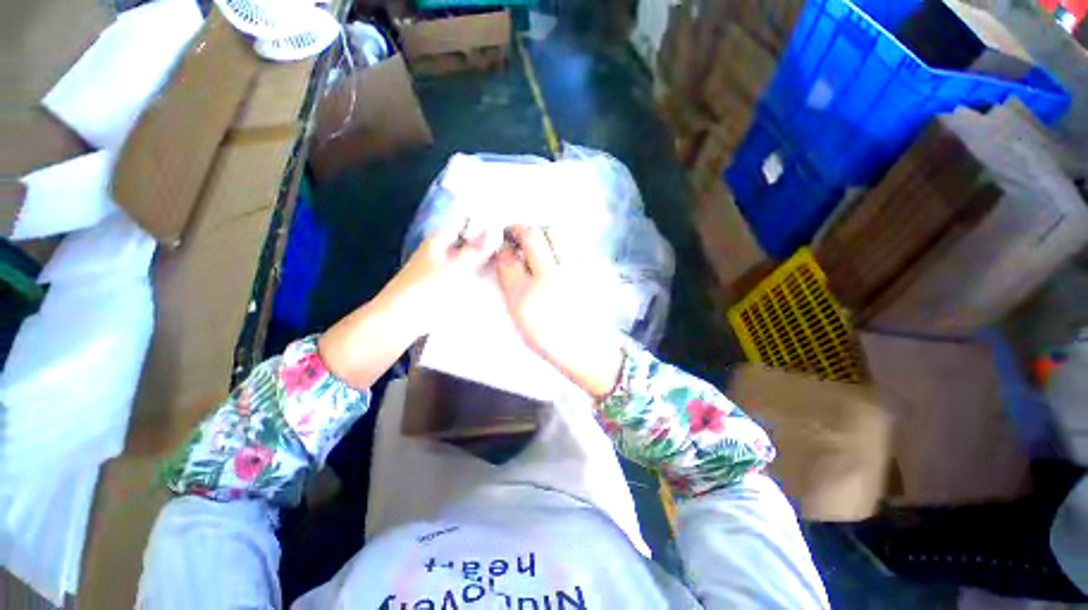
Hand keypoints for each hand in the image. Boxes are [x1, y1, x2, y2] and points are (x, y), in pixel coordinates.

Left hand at [318, 223, 498, 388]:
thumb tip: (495, 231)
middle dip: (487, 242)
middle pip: (468, 240)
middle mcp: (441, 251)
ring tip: (509, 259)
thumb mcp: (454, 268)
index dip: (484, 222)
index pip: (464, 222)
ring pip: (469, 257)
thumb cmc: (425, 290)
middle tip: (513, 245)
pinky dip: (478, 273)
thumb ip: (475, 250)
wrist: (401, 320)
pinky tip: (494, 277)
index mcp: (439, 240)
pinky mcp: (446, 284)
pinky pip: (467, 273)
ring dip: (484, 258)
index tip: (507, 227)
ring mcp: (444, 268)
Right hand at [496, 226, 624, 398]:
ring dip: (544, 232)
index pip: (506, 257)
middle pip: (531, 236)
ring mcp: (574, 271)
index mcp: (524, 295)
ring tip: (541, 239)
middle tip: (518, 233)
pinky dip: (566, 242)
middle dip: (520, 229)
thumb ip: (510, 286)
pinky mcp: (593, 270)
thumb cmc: (548, 338)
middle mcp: (549, 278)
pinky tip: (563, 251)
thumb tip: (507, 258)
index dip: (502, 245)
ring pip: (556, 233)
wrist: (586, 348)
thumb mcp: (519, 318)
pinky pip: (578, 243)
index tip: (503, 244)